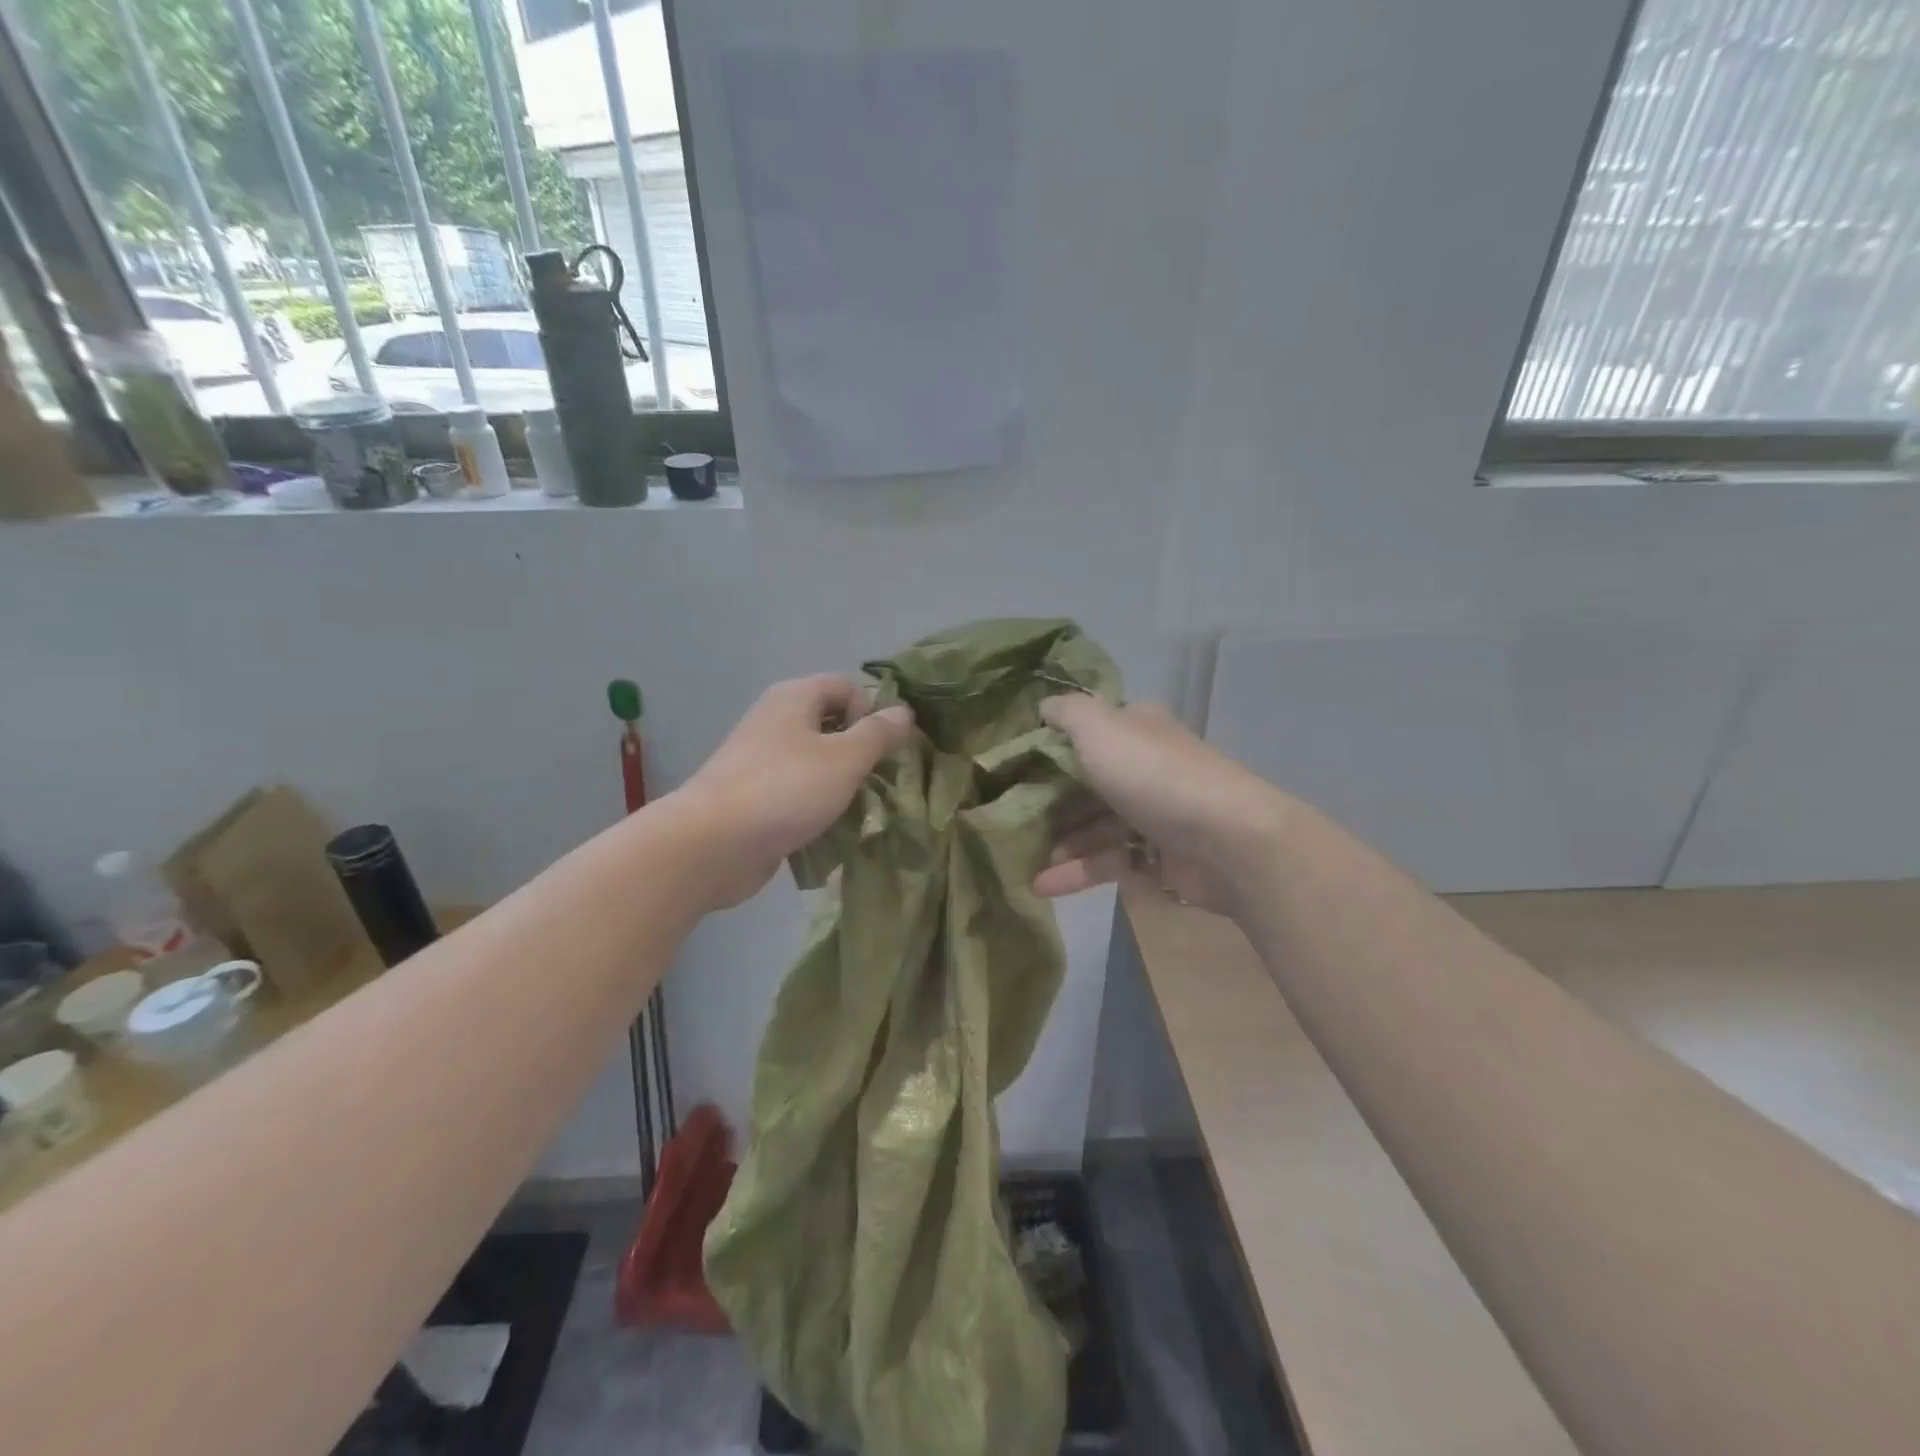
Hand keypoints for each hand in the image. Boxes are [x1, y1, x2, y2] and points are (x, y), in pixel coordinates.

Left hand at [672, 675, 914, 908]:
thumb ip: (878, 734)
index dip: (871, 712)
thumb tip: (904, 711)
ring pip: (816, 762)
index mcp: (794, 698)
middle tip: (878, 782)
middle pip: (831, 724)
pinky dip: (816, 806)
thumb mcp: (845, 759)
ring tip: (858, 810)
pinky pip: (797, 792)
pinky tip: (829, 830)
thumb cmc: (785, 790)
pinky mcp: (754, 797)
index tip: (883, 749)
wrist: (711, 844)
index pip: (846, 687)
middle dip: (860, 751)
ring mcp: (761, 760)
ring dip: (841, 783)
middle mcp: (776, 721)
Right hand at [1034, 696, 1288, 913]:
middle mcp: (1146, 767)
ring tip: (1024, 862)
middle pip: (1089, 783)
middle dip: (1051, 803)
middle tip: (1013, 821)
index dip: (1052, 748)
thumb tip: (1045, 708)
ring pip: (1097, 827)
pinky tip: (1044, 885)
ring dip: (1062, 843)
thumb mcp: (1100, 727)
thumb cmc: (1153, 775)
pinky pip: (1111, 861)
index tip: (1015, 769)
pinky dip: (1079, 871)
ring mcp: (1155, 814)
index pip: (1089, 733)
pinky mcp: (1161, 857)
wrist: (1225, 840)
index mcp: (1136, 730)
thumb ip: (1068, 712)